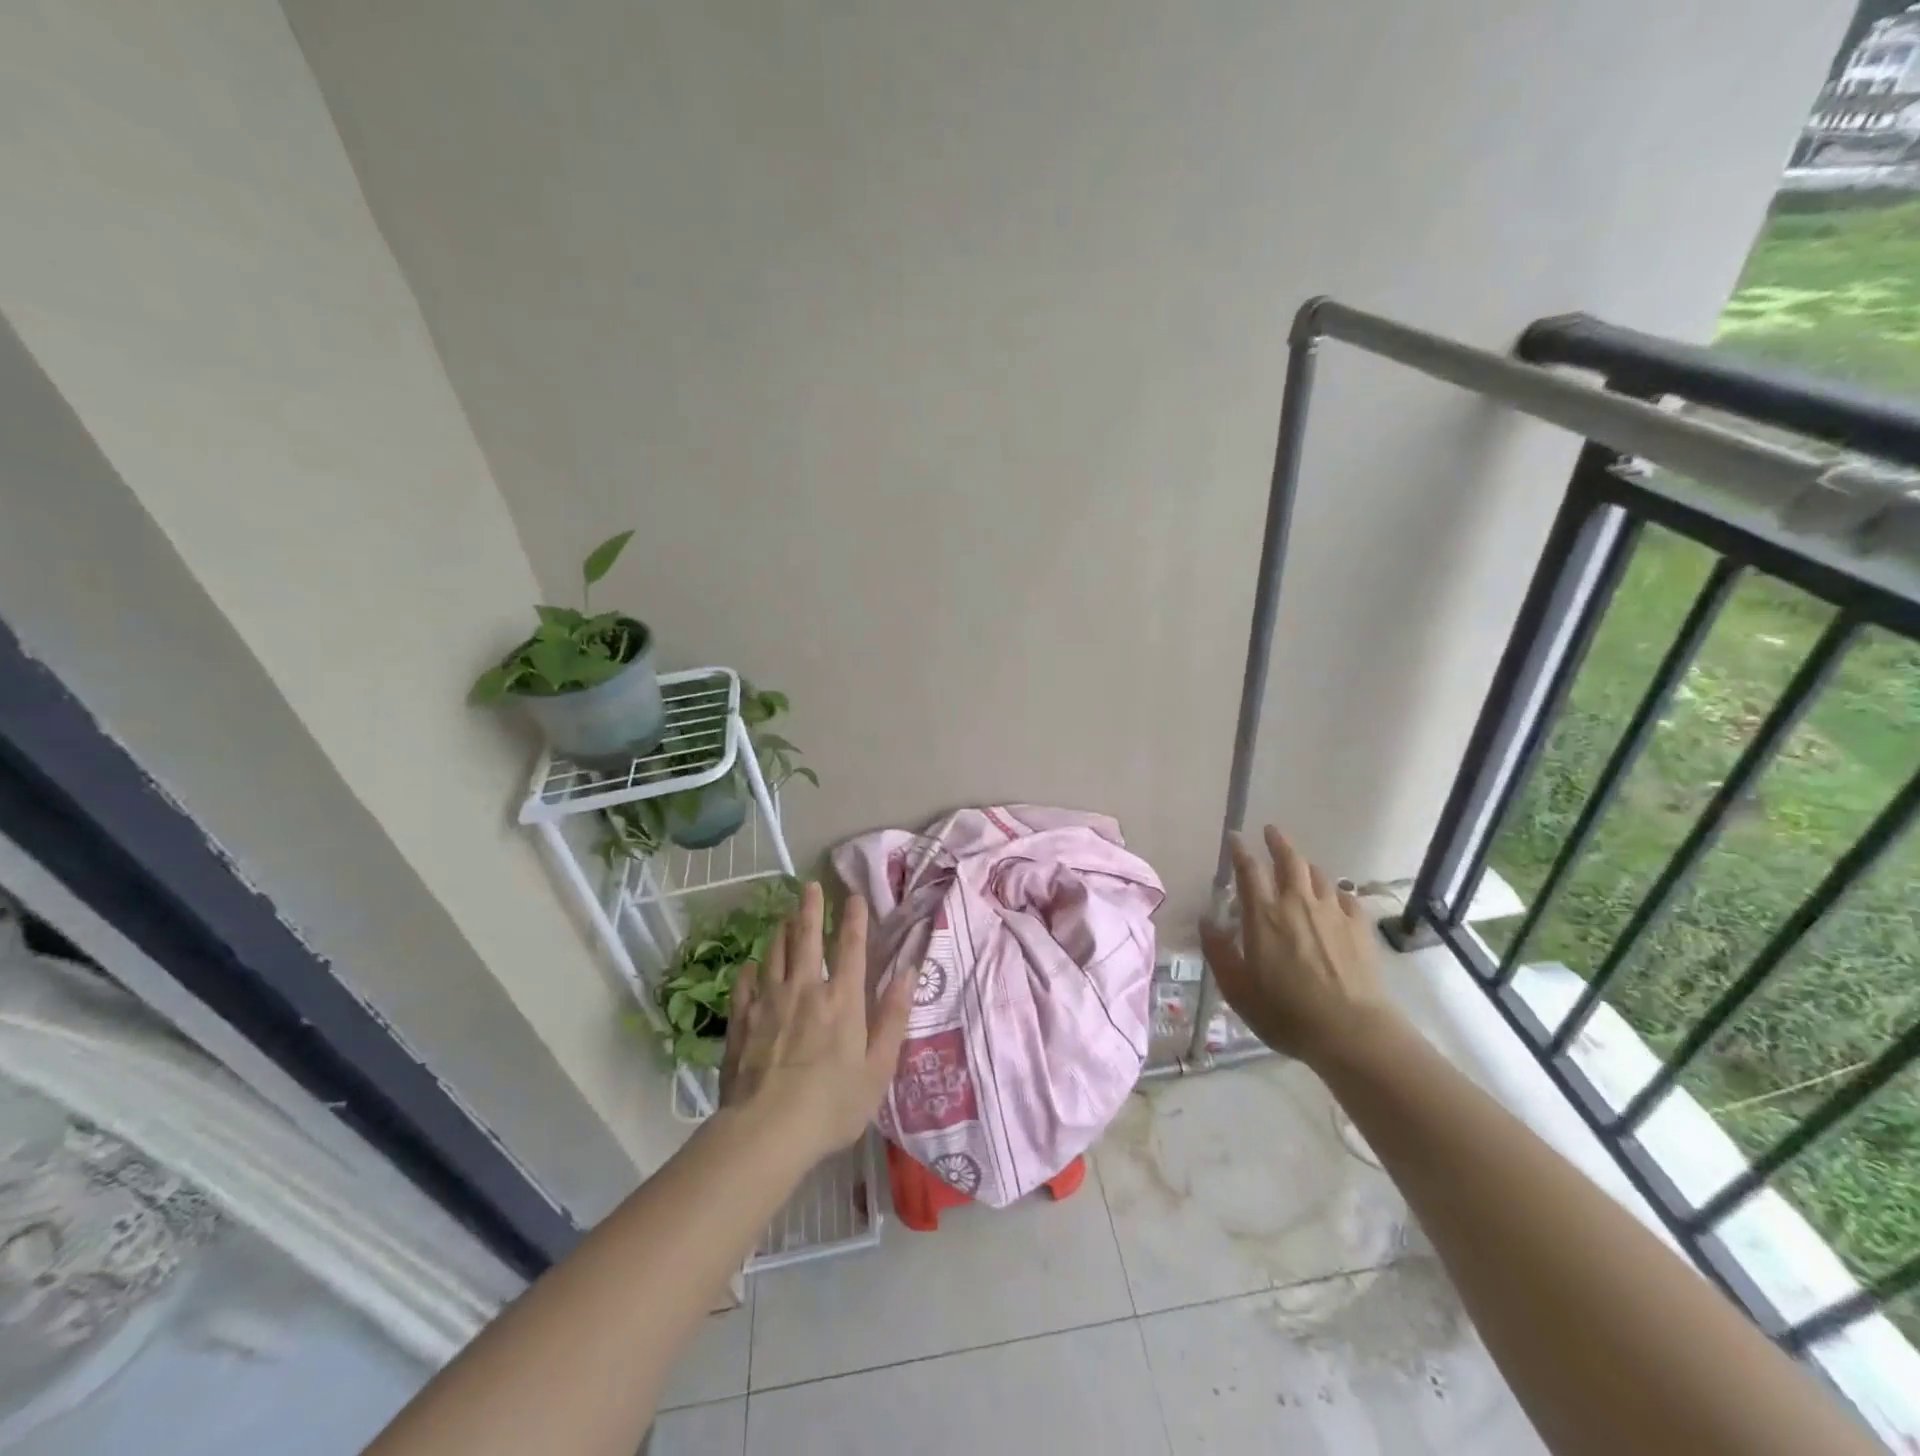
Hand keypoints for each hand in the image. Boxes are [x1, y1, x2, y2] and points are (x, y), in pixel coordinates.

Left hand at [720, 883, 912, 1158]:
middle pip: (807, 938)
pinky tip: (750, 965)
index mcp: (843, 999)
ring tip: (783, 918)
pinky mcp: (741, 1021)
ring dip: (781, 932)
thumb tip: (909, 972)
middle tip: (809, 886)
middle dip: (810, 909)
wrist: (767, 1131)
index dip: (854, 918)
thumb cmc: (833, 1104)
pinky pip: (745, 985)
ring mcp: (769, 1002)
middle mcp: (805, 989)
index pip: (852, 946)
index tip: (854, 896)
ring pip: (774, 954)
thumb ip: (894, 1017)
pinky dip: (750, 971)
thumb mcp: (878, 1067)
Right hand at [1198, 826, 1399, 1068]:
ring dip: (1306, 866)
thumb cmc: (1285, 1012)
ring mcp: (1333, 913)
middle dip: (1278, 842)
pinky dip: (1336, 892)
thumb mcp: (1237, 989)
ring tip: (1300, 866)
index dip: (1240, 851)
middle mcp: (1297, 903)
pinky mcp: (1359, 928)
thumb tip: (1206, 922)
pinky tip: (1335, 899)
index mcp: (1263, 915)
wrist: (1352, 1032)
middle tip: (1271, 831)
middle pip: (1290, 860)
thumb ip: (1219, 952)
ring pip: (1319, 875)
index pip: (1249, 870)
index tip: (1235, 838)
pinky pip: (1346, 897)